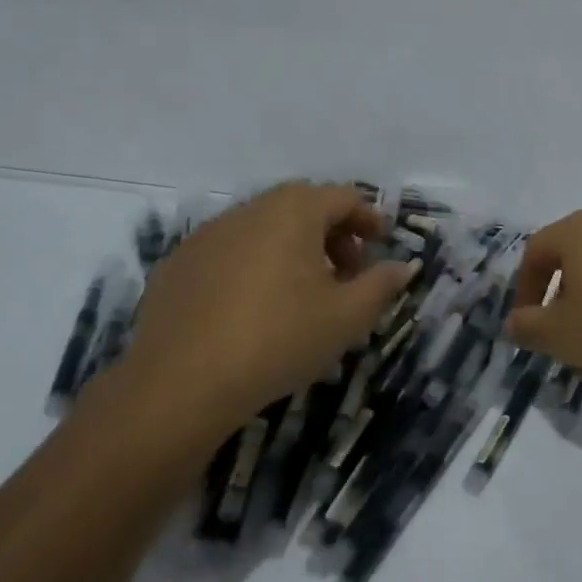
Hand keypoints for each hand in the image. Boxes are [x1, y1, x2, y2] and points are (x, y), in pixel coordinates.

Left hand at [108, 183, 416, 453]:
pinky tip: (254, 307)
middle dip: (332, 234)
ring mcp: (207, 235)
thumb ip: (381, 285)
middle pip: (302, 207)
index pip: (343, 197)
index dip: (368, 218)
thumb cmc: (278, 339)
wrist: (180, 384)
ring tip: (303, 292)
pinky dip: (253, 265)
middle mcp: (249, 209)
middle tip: (347, 271)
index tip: (382, 244)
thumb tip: (404, 266)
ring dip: (292, 249)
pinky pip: (229, 252)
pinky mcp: (177, 264)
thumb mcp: (346, 317)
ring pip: (263, 228)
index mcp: (294, 211)